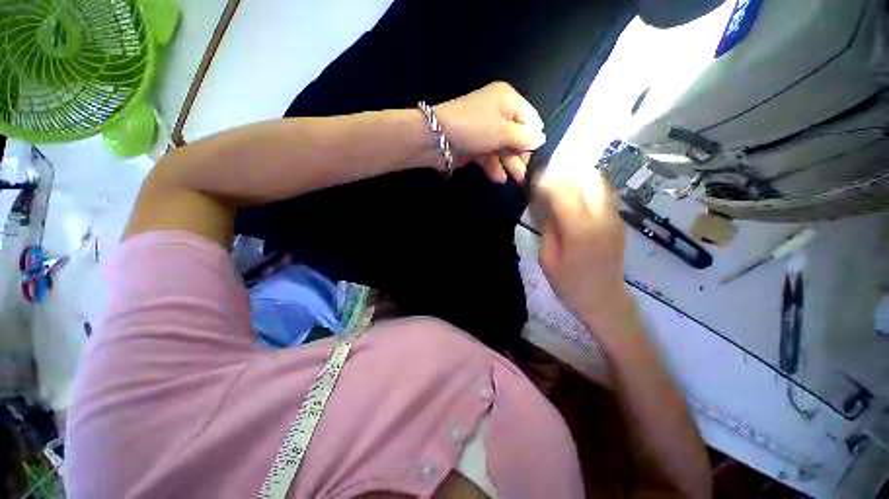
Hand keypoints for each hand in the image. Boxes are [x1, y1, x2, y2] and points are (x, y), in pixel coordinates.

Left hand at [434, 82, 545, 182]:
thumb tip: (541, 140)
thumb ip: (527, 138)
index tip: (531, 153)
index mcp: (507, 98)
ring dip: (510, 163)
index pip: (532, 119)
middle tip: (523, 172)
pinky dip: (494, 164)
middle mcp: (498, 109)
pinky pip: (490, 153)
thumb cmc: (474, 128)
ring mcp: (485, 127)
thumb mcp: (505, 132)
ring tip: (516, 179)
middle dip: (521, 154)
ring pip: (505, 146)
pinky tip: (498, 178)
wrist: (432, 137)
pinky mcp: (474, 141)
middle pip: (519, 134)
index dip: (533, 137)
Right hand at [536, 174, 640, 343]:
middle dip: (566, 174)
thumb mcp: (548, 261)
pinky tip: (579, 202)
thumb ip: (548, 227)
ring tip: (566, 189)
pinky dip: (589, 190)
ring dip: (579, 179)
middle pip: (586, 177)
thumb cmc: (572, 286)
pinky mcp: (619, 221)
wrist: (605, 301)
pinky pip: (603, 195)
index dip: (546, 180)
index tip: (535, 182)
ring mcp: (613, 217)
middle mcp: (600, 217)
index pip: (562, 189)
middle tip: (551, 182)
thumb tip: (546, 203)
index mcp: (579, 229)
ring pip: (598, 182)